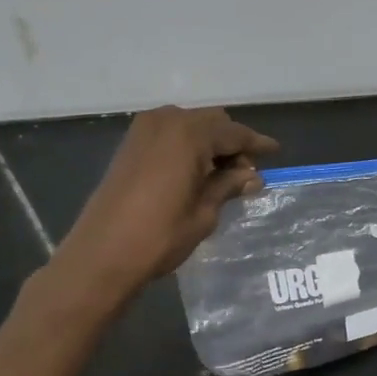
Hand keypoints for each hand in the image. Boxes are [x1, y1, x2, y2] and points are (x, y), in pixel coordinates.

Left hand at [50, 106, 278, 303]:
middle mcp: (167, 121)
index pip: (233, 133)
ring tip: (221, 175)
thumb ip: (228, 186)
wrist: (101, 254)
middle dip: (231, 143)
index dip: (256, 144)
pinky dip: (187, 146)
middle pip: (211, 123)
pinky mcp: (130, 144)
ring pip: (190, 126)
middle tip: (245, 173)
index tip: (275, 151)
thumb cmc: (159, 235)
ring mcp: (144, 130)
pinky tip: (195, 172)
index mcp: (189, 134)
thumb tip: (252, 177)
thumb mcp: (204, 213)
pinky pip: (170, 134)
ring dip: (209, 143)